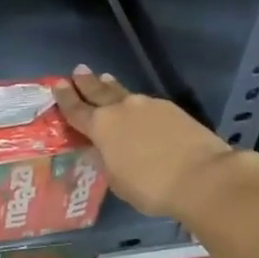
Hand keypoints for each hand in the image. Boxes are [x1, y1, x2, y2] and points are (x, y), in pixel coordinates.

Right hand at [51, 67, 245, 218]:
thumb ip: (109, 159)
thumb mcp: (117, 179)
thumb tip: (112, 150)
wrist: (201, 177)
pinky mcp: (173, 110)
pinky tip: (138, 108)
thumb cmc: (150, 186)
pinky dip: (137, 104)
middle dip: (86, 82)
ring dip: (112, 87)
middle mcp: (122, 109)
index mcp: (101, 127)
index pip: (76, 109)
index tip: (57, 85)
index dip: (65, 98)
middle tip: (78, 71)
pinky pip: (147, 104)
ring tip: (105, 79)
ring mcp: (149, 106)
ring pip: (124, 93)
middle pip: (99, 91)